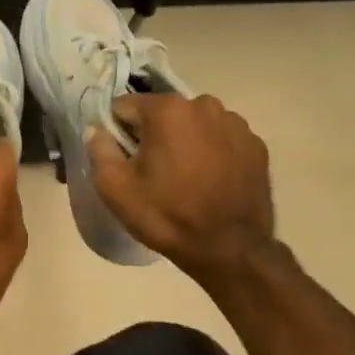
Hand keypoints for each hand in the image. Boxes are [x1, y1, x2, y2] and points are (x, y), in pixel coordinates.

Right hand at [85, 94, 275, 286]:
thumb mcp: (114, 189)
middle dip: (153, 135)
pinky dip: (212, 152)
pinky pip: (221, 139)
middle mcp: (204, 105)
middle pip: (163, 113)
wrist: (231, 249)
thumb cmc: (166, 216)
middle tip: (153, 172)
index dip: (117, 132)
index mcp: (168, 110)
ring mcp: (236, 124)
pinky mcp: (256, 144)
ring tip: (185, 177)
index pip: (125, 106)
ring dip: (184, 141)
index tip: (123, 159)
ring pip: (194, 124)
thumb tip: (97, 130)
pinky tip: (210, 181)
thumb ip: (99, 150)